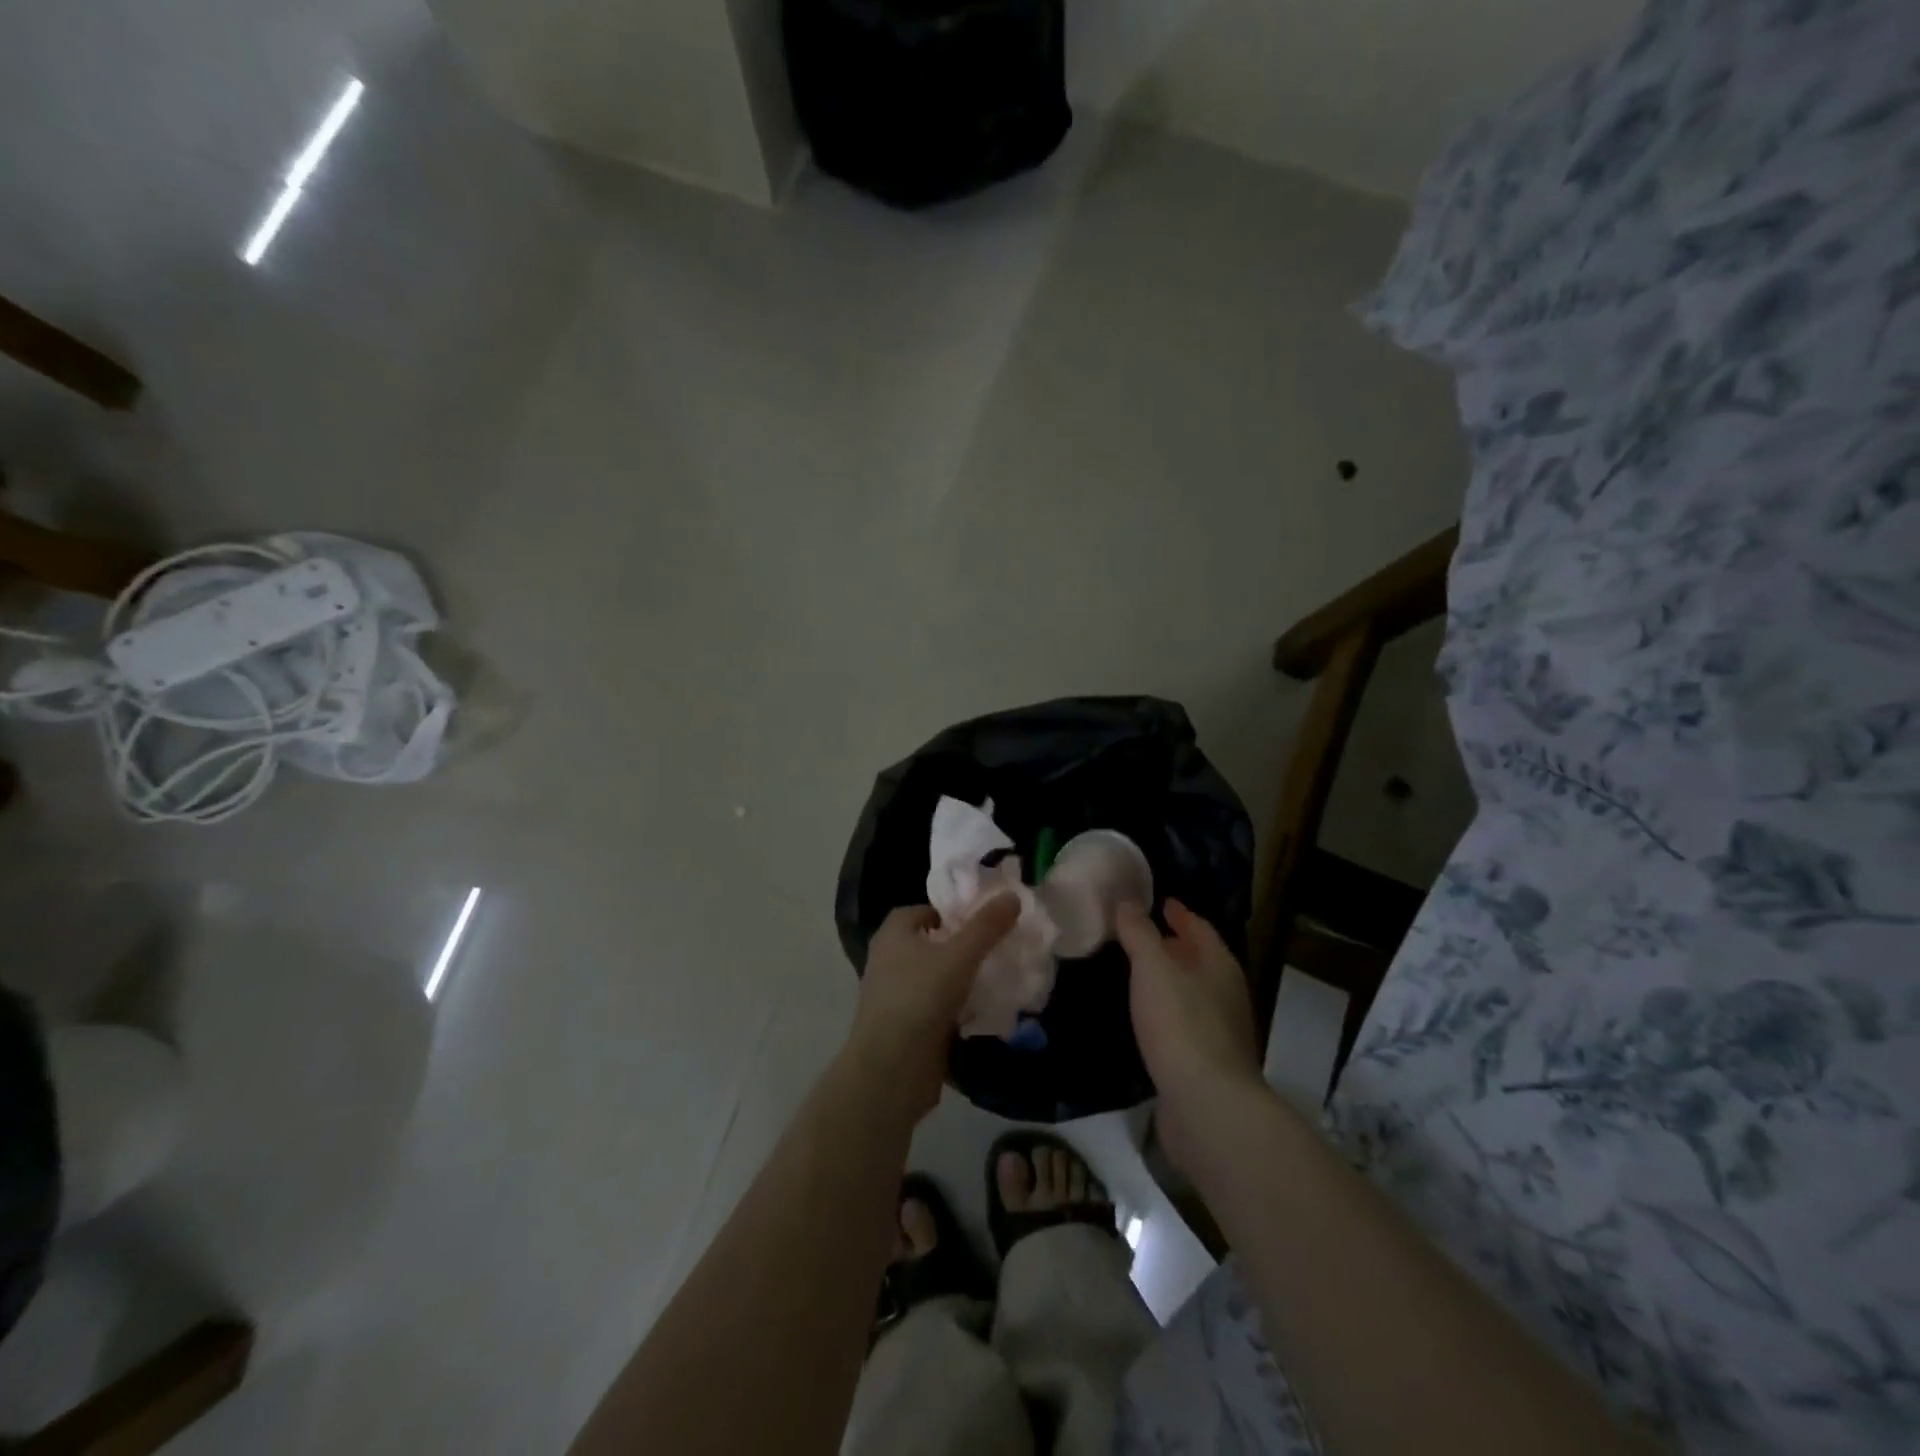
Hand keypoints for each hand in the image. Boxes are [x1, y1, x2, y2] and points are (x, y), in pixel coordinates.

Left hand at [848, 895, 1019, 1120]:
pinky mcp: (902, 1028)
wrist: (890, 1069)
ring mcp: (892, 996)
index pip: (921, 911)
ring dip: (956, 978)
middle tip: (992, 948)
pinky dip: (952, 1007)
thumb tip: (1012, 896)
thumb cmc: (920, 998)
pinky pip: (932, 1007)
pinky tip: (979, 1012)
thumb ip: (986, 926)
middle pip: (927, 944)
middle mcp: (886, 960)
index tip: (979, 921)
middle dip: (957, 945)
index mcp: (892, 934)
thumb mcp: (959, 956)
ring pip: (930, 977)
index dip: (949, 912)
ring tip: (992, 978)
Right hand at [1117, 899, 1264, 1175]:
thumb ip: (1139, 933)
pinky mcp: (1206, 1064)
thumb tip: (1127, 902)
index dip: (1179, 913)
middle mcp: (1226, 994)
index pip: (1199, 928)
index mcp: (1219, 965)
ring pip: (1192, 994)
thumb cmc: (1181, 1024)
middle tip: (1140, 935)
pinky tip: (1146, 1019)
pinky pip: (1183, 1024)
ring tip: (1137, 974)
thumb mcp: (1153, 967)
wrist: (1206, 1105)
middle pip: (1199, 961)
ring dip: (1169, 981)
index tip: (1160, 902)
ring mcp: (1220, 1032)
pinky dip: (1166, 1013)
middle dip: (1174, 947)